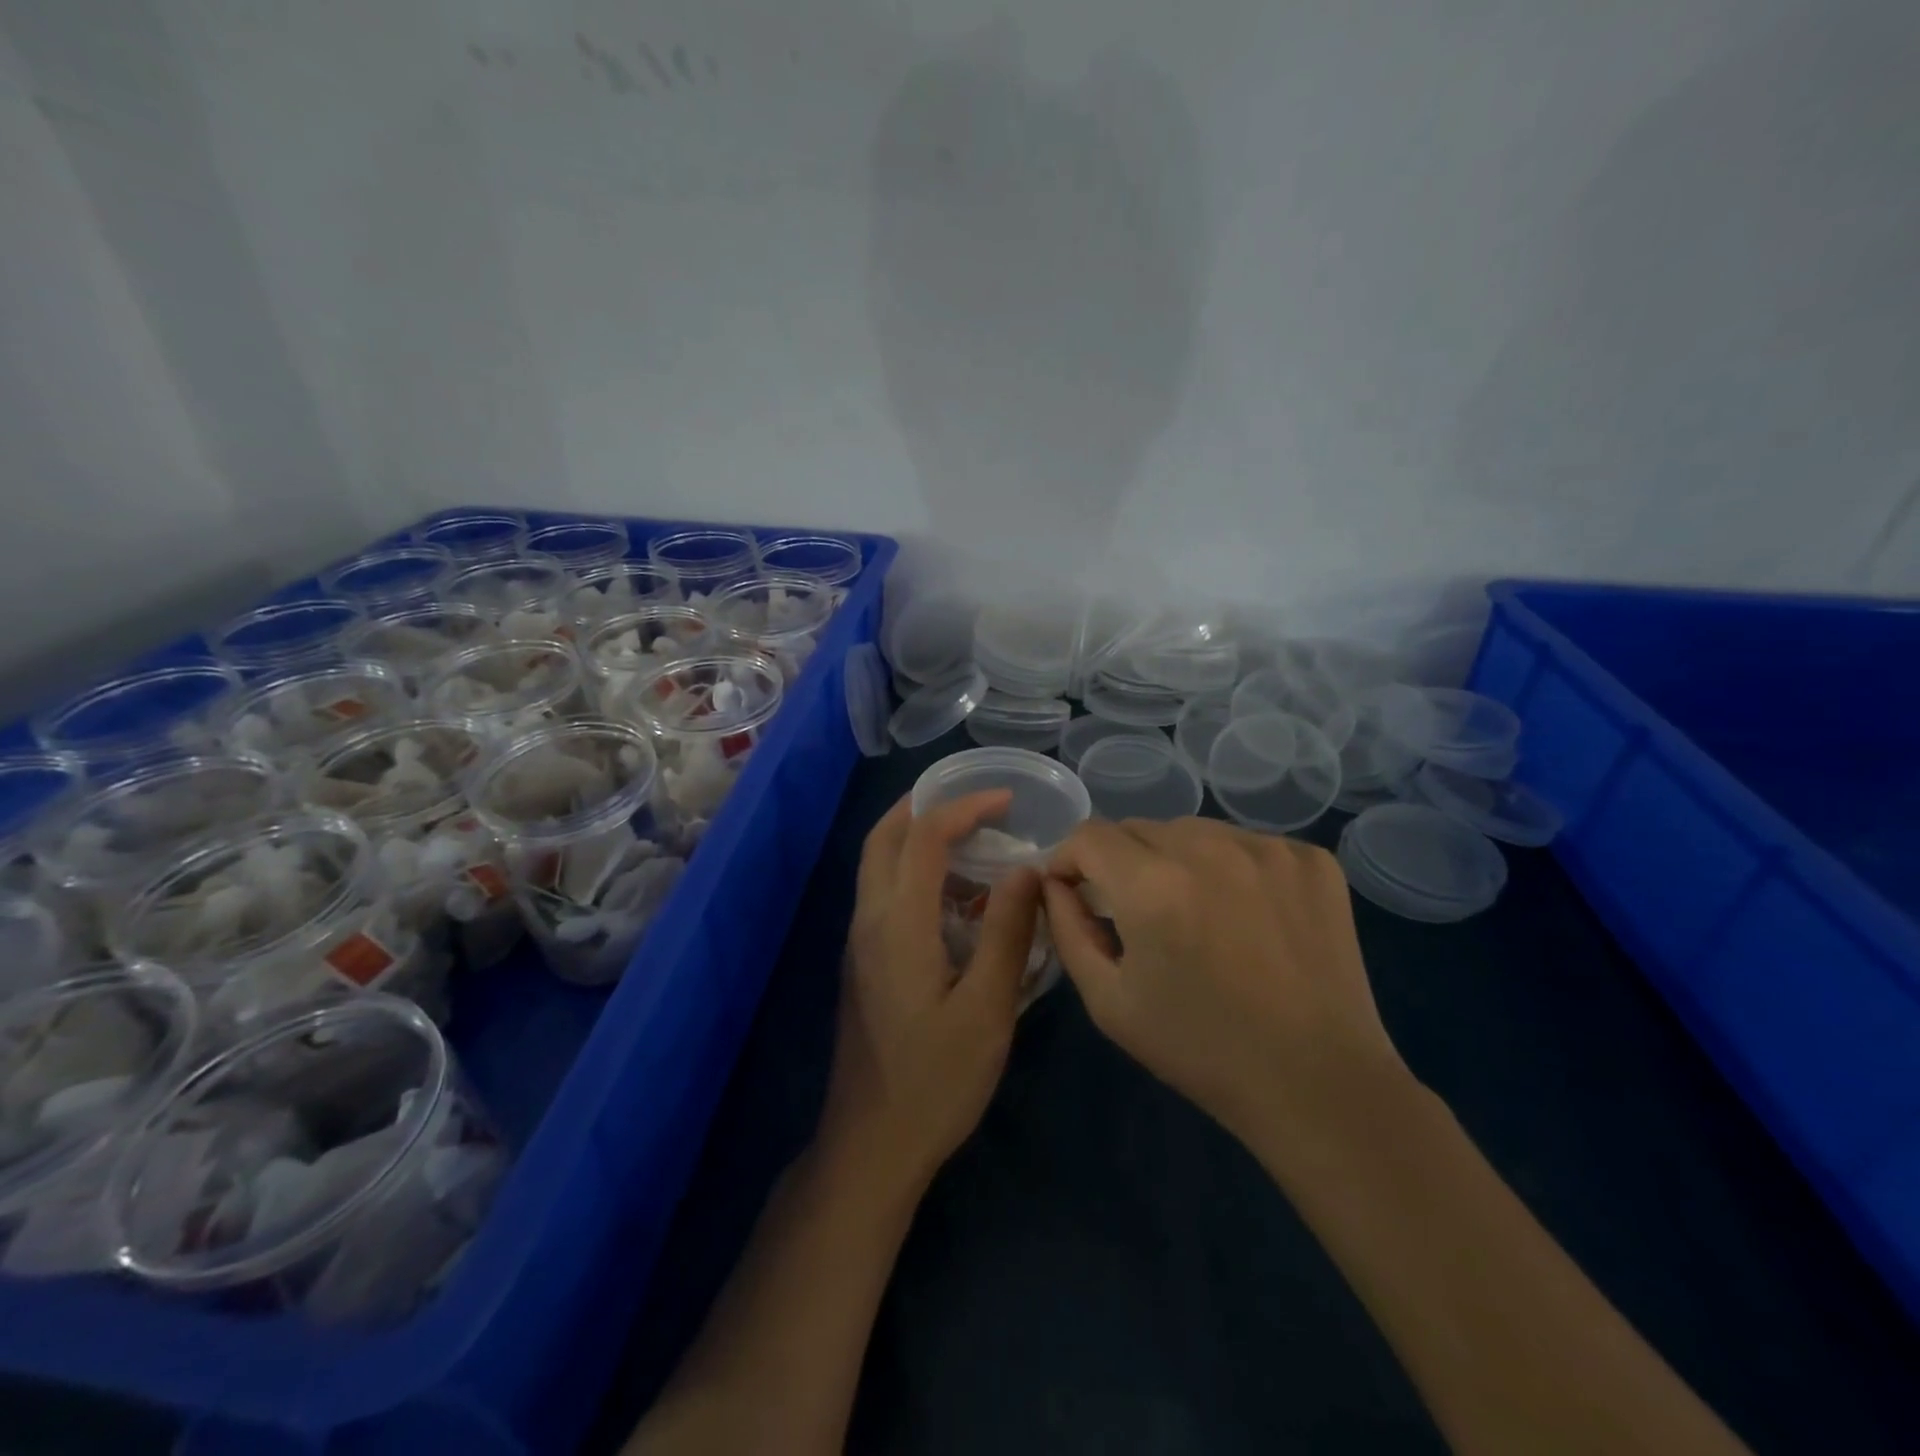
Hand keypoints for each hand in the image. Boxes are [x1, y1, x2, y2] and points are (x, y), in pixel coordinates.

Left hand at [819, 790, 1043, 1196]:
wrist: (871, 1144)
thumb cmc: (936, 1080)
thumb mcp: (986, 1008)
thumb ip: (1006, 932)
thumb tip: (1027, 868)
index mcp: (899, 923)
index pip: (924, 837)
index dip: (964, 807)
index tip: (1007, 800)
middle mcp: (869, 920)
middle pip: (884, 838)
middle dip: (926, 807)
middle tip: (976, 805)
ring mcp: (860, 941)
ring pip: (879, 865)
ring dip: (918, 840)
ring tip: (973, 844)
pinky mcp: (863, 962)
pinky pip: (884, 894)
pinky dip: (915, 873)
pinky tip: (956, 900)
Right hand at [1042, 818, 1408, 1146]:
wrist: (1317, 1085)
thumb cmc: (1200, 1050)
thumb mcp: (1108, 1001)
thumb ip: (1067, 929)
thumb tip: (1054, 884)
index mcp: (1152, 885)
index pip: (1088, 834)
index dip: (1070, 859)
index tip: (1075, 890)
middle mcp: (1209, 848)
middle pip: (1139, 828)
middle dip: (1121, 862)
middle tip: (1136, 912)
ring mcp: (1268, 848)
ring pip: (1193, 831)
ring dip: (1177, 860)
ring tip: (1195, 912)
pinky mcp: (1311, 860)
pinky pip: (1246, 843)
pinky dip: (1231, 867)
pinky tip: (1246, 915)